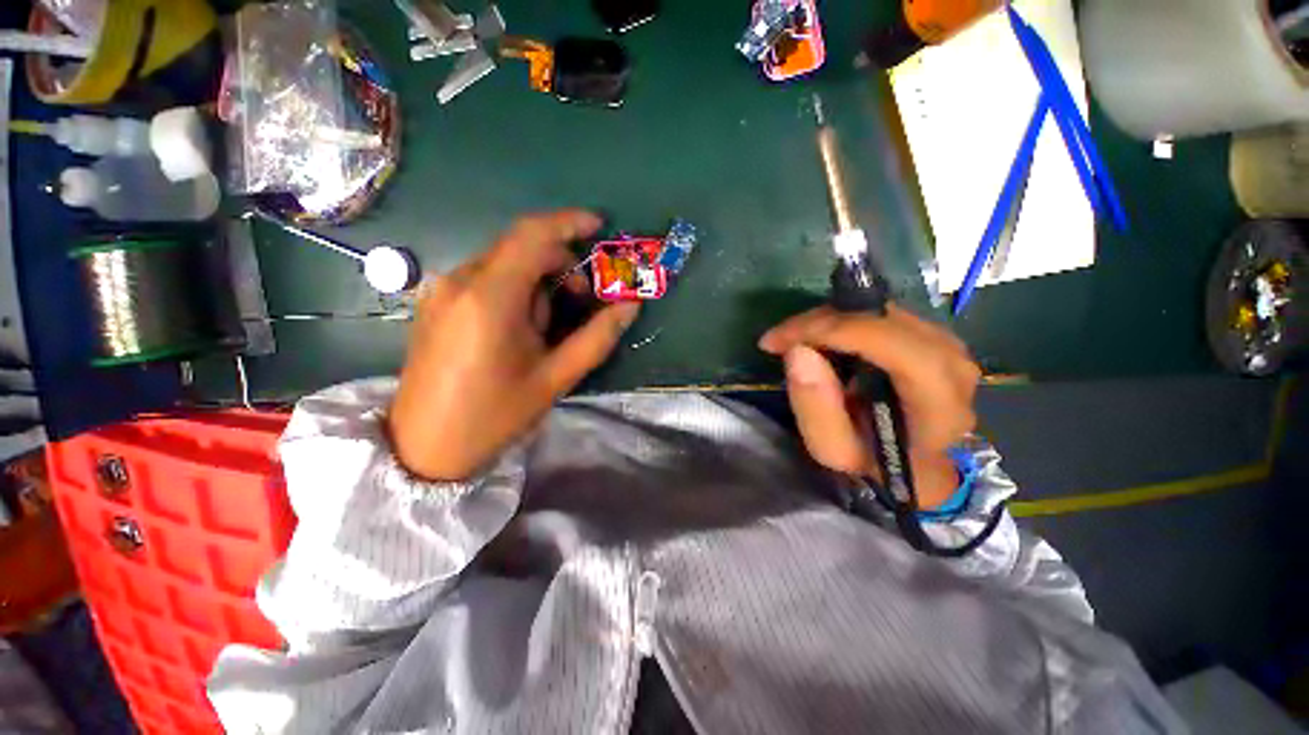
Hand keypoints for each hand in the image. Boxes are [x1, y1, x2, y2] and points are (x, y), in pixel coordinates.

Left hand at [389, 211, 639, 480]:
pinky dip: (515, 290)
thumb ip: (597, 338)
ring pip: (505, 264)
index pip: (532, 236)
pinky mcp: (437, 302)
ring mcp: (443, 290)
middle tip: (583, 303)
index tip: (598, 226)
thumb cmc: (493, 416)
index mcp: (490, 298)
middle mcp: (460, 281)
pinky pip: (486, 278)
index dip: (568, 222)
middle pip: (521, 249)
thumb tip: (630, 306)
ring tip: (546, 328)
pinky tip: (519, 327)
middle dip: (560, 266)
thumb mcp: (554, 379)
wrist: (424, 447)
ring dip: (538, 283)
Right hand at [758, 305, 980, 508]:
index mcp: (939, 406)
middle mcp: (953, 364)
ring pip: (877, 310)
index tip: (784, 340)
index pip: (896, 348)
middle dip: (820, 322)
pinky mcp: (930, 331)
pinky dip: (840, 319)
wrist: (910, 459)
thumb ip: (815, 408)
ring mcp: (946, 342)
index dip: (836, 333)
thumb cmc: (871, 460)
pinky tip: (818, 338)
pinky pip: (878, 312)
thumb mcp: (832, 449)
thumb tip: (798, 351)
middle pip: (882, 321)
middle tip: (780, 339)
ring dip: (827, 320)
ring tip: (795, 341)